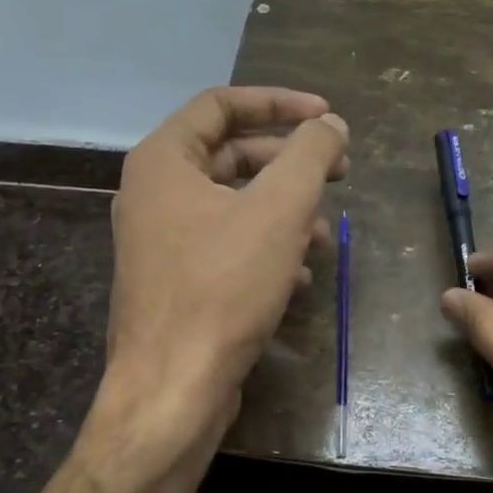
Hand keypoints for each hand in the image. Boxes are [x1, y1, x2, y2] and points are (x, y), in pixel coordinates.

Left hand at [104, 86, 347, 440]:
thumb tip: (331, 125)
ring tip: (324, 234)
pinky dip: (266, 249)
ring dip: (284, 210)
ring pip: (234, 205)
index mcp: (163, 162)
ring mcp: (162, 242)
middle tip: (339, 171)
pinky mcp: (176, 283)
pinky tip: (301, 276)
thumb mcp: (278, 209)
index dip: (279, 103)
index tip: (328, 118)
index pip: (222, 105)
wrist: (173, 389)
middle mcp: (154, 194)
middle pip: (231, 155)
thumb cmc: (223, 287)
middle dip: (289, 162)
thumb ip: (310, 154)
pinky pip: (227, 247)